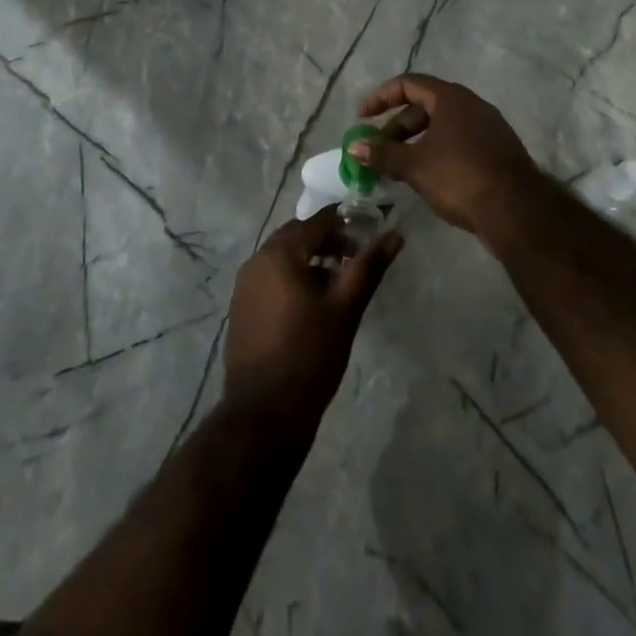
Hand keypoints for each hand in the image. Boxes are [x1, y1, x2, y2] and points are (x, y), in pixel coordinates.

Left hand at [222, 209, 402, 427]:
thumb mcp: (346, 309)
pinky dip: (291, 279)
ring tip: (335, 287)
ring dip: (309, 260)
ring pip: (282, 257)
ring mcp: (244, 285)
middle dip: (326, 241)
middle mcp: (257, 260)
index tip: (366, 239)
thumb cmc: (310, 355)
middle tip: (352, 261)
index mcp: (280, 253)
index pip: (317, 221)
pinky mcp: (241, 308)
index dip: (344, 224)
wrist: (265, 413)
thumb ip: (369, 267)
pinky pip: (269, 278)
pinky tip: (309, 308)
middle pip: (297, 235)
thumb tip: (395, 235)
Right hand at [353, 74, 543, 238]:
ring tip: (398, 169)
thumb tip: (353, 145)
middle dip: (396, 127)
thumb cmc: (460, 177)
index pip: (408, 84)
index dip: (380, 98)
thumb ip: (382, 153)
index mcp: (451, 98)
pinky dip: (437, 153)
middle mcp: (471, 105)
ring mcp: (488, 128)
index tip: (362, 118)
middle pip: (424, 106)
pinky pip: (458, 142)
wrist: (517, 211)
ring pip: (442, 127)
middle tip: (378, 152)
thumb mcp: (414, 165)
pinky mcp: (497, 151)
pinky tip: (428, 179)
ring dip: (415, 143)